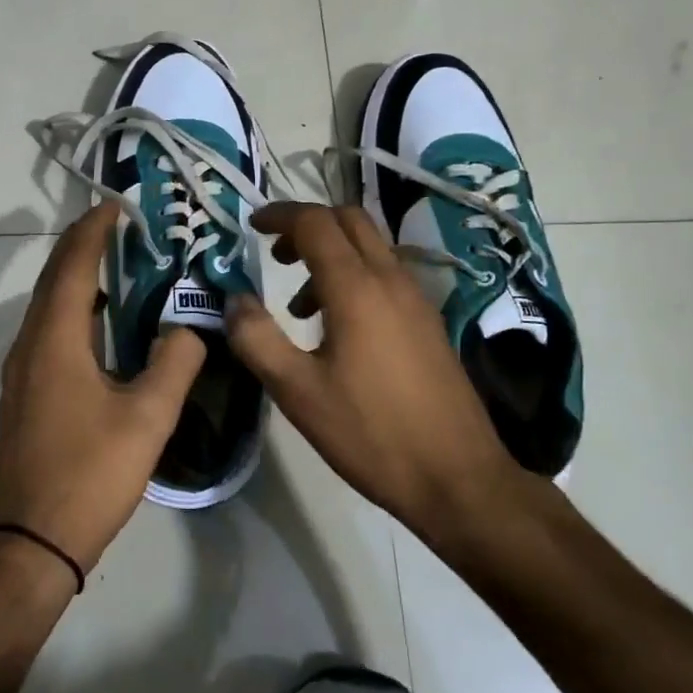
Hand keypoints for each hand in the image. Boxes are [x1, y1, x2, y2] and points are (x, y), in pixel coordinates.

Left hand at [0, 203, 206, 573]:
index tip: (117, 206)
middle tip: (121, 227)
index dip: (92, 231)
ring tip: (116, 265)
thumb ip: (175, 362)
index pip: (71, 266)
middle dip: (83, 246)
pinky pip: (47, 331)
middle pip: (53, 279)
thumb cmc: (91, 473)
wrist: (34, 542)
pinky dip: (72, 309)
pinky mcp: (24, 393)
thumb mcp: (148, 417)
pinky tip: (101, 324)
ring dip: (76, 277)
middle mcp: (29, 345)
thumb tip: (188, 326)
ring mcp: (21, 371)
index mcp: (55, 340)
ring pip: (47, 306)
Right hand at [227, 203, 531, 534]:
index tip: (252, 225)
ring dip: (331, 252)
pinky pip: (385, 274)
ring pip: (370, 246)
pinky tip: (337, 327)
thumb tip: (235, 300)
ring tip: (298, 302)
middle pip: (349, 219)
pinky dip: (354, 275)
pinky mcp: (427, 320)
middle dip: (308, 224)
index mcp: (356, 287)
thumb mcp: (297, 392)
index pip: (315, 223)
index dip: (280, 215)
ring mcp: (416, 298)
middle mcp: (390, 279)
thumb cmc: (371, 433)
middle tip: (275, 252)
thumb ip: (258, 339)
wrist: (457, 477)